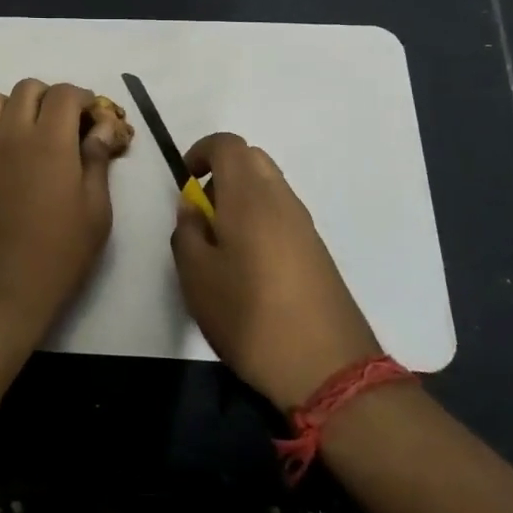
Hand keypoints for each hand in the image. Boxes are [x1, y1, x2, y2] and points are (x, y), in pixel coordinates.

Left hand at [0, 80, 124, 348]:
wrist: (1, 291)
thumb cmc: (59, 254)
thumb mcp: (96, 209)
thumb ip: (98, 160)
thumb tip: (104, 126)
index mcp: (51, 140)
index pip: (65, 94)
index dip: (83, 99)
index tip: (93, 118)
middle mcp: (12, 133)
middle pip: (29, 89)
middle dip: (51, 98)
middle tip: (65, 125)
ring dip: (15, 105)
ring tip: (29, 128)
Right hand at [170, 132, 382, 411]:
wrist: (327, 368)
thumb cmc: (250, 316)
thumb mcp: (197, 278)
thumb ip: (187, 233)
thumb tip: (192, 208)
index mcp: (249, 195)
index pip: (227, 144)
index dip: (201, 151)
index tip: (185, 180)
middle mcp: (281, 198)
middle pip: (251, 158)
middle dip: (222, 171)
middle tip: (202, 210)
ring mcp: (304, 223)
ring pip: (269, 185)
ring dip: (242, 196)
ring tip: (222, 242)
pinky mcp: (317, 249)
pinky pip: (282, 212)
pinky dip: (261, 217)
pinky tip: (250, 264)